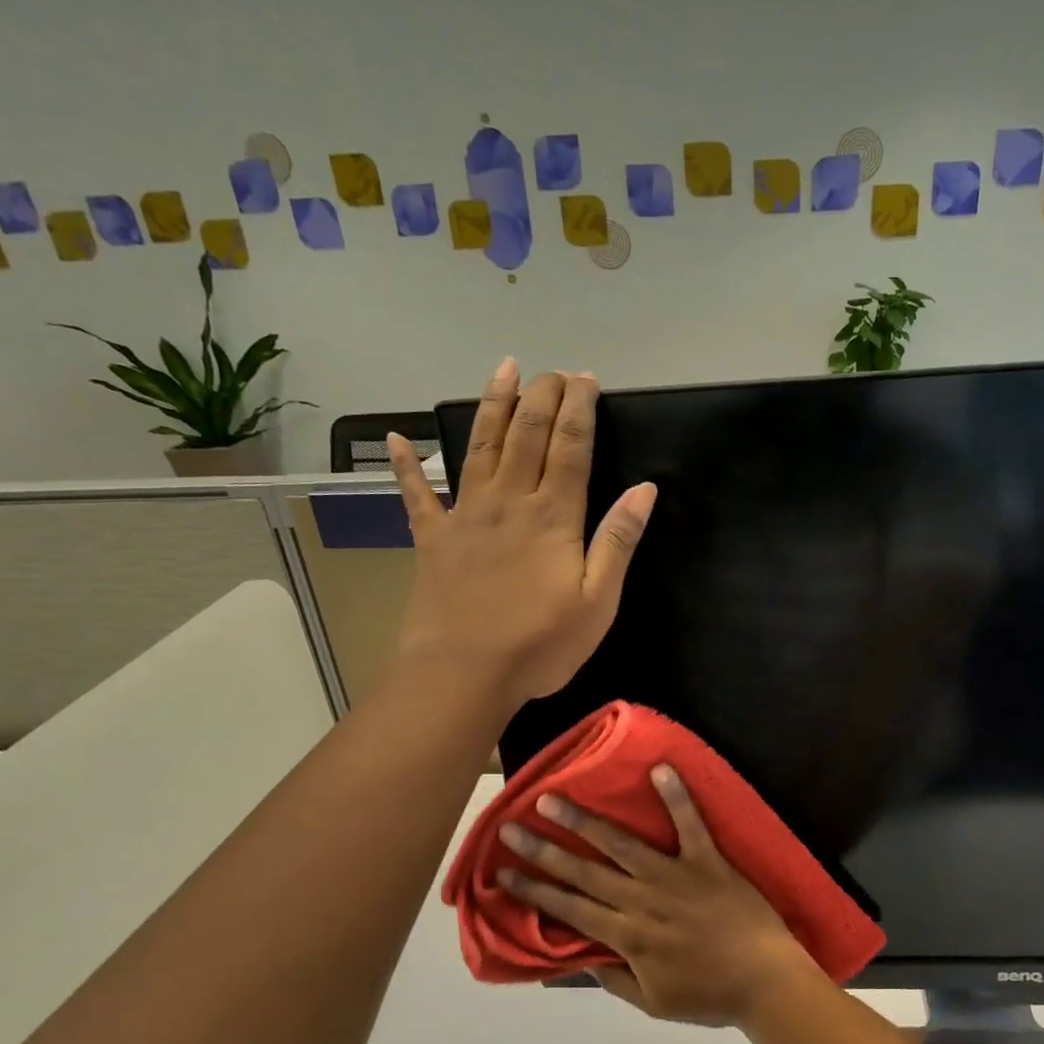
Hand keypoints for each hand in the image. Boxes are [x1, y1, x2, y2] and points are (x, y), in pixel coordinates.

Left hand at [387, 359, 657, 708]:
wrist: (465, 674)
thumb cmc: (540, 644)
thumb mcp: (598, 601)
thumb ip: (618, 541)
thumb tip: (645, 489)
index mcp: (553, 517)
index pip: (571, 448)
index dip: (580, 410)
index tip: (587, 379)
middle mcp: (509, 502)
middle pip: (527, 435)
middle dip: (543, 396)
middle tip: (555, 371)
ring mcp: (466, 516)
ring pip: (480, 447)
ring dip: (493, 406)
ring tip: (504, 369)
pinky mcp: (433, 539)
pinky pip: (417, 495)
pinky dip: (407, 466)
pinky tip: (399, 439)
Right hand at [497, 766, 819, 1026]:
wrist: (767, 981)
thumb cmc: (711, 994)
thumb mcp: (653, 1002)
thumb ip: (615, 978)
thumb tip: (579, 956)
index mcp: (628, 936)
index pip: (569, 909)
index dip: (533, 891)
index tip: (502, 873)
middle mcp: (643, 900)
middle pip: (584, 871)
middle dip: (543, 850)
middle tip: (510, 827)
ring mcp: (675, 876)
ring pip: (621, 844)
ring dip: (585, 821)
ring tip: (553, 798)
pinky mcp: (707, 860)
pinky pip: (690, 824)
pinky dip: (676, 796)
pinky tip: (660, 767)